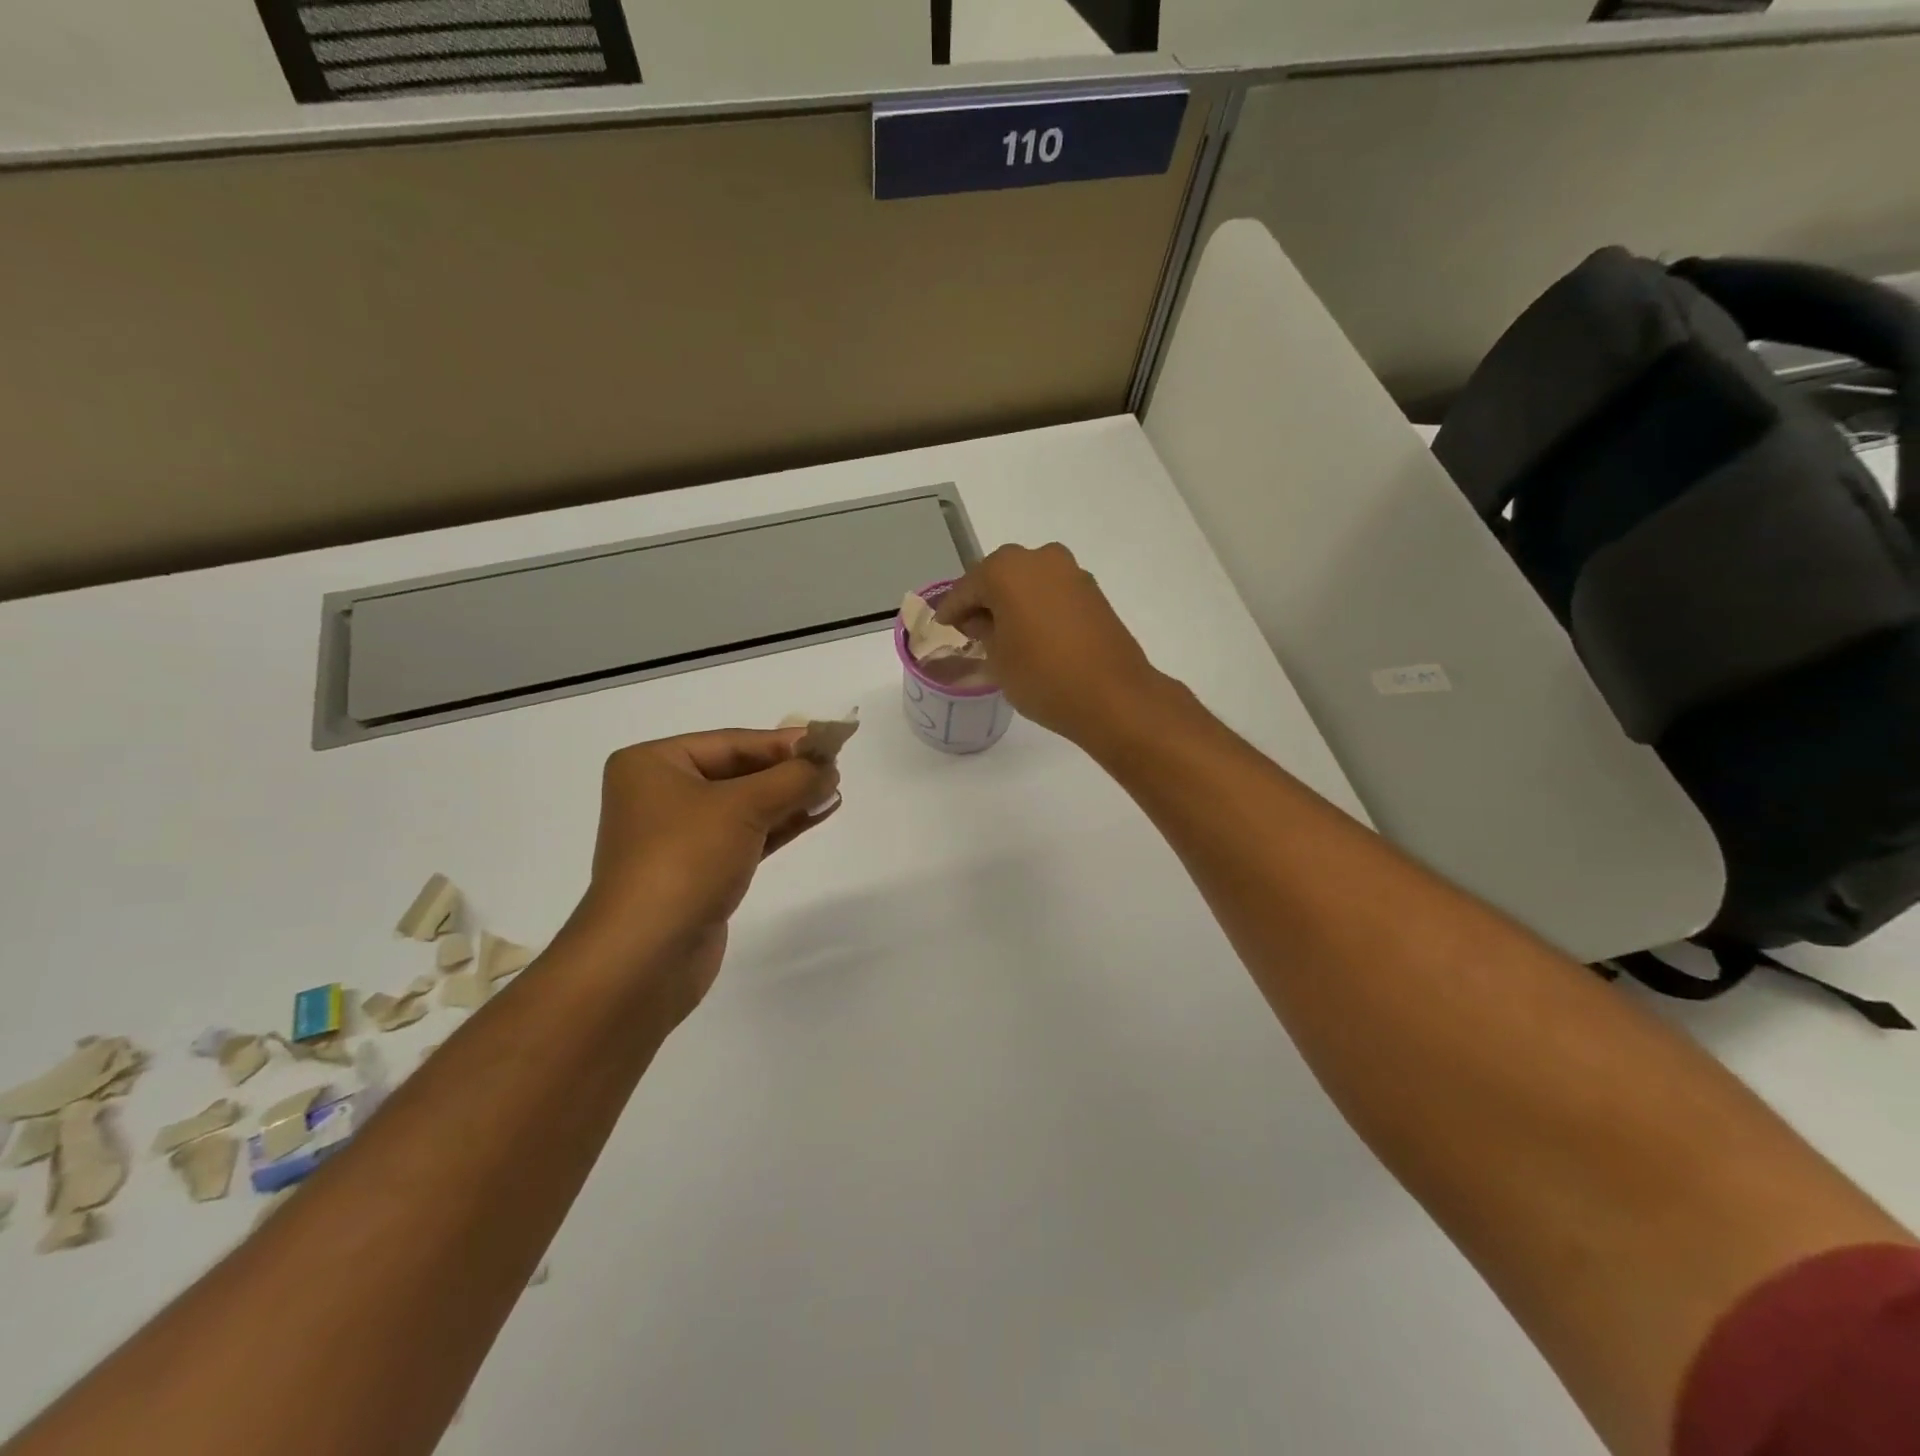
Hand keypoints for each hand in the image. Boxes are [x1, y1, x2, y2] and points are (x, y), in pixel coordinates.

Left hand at [568, 728, 839, 1020]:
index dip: (784, 742)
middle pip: (738, 771)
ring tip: (834, 791)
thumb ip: (792, 780)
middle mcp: (660, 794)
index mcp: (653, 764)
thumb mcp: (743, 807)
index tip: (830, 741)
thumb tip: (828, 766)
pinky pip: (745, 836)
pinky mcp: (698, 870)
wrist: (646, 955)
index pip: (731, 742)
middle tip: (835, 768)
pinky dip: (780, 825)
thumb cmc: (685, 861)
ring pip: (744, 806)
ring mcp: (678, 836)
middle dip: (788, 772)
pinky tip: (816, 815)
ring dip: (789, 798)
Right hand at [935, 543, 1163, 744]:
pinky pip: (1052, 594)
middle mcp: (1040, 559)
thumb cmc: (1042, 677)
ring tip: (1002, 634)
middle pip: (999, 577)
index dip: (951, 610)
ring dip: (1013, 603)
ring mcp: (1071, 573)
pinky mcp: (1093, 592)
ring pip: (1029, 583)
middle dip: (984, 601)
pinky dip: (1038, 608)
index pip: (967, 588)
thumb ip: (983, 631)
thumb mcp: (997, 659)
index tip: (941, 626)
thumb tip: (982, 620)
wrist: (1113, 697)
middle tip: (970, 629)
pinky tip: (1032, 634)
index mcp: (1007, 569)